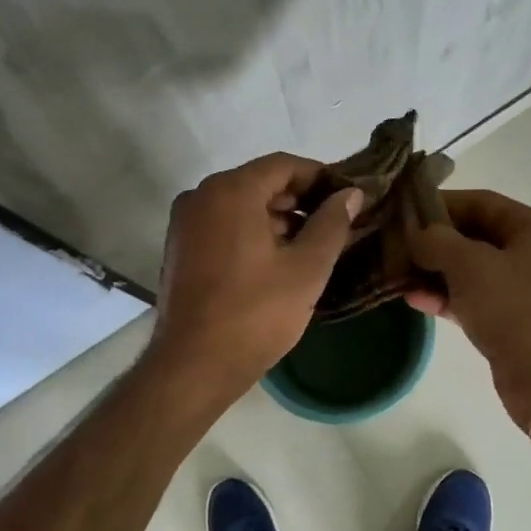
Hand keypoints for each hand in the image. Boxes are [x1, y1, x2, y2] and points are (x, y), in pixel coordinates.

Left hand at [148, 153, 362, 398]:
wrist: (193, 365)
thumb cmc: (255, 314)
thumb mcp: (306, 269)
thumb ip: (331, 224)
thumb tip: (350, 194)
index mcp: (230, 191)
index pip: (284, 165)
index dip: (321, 177)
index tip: (348, 197)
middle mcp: (201, 196)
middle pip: (259, 183)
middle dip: (300, 200)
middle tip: (336, 224)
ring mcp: (185, 223)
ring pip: (240, 206)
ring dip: (277, 219)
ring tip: (312, 246)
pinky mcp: (180, 249)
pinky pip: (222, 226)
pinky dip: (251, 233)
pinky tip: (277, 261)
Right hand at [407, 189, 530, 426]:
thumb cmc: (516, 308)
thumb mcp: (470, 264)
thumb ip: (436, 241)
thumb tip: (414, 233)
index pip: (482, 202)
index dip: (441, 203)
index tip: (403, 211)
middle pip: (475, 236)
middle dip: (434, 241)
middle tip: (394, 243)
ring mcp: (524, 291)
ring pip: (471, 271)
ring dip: (434, 271)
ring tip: (396, 272)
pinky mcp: (512, 322)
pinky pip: (472, 300)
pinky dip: (445, 297)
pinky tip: (413, 299)